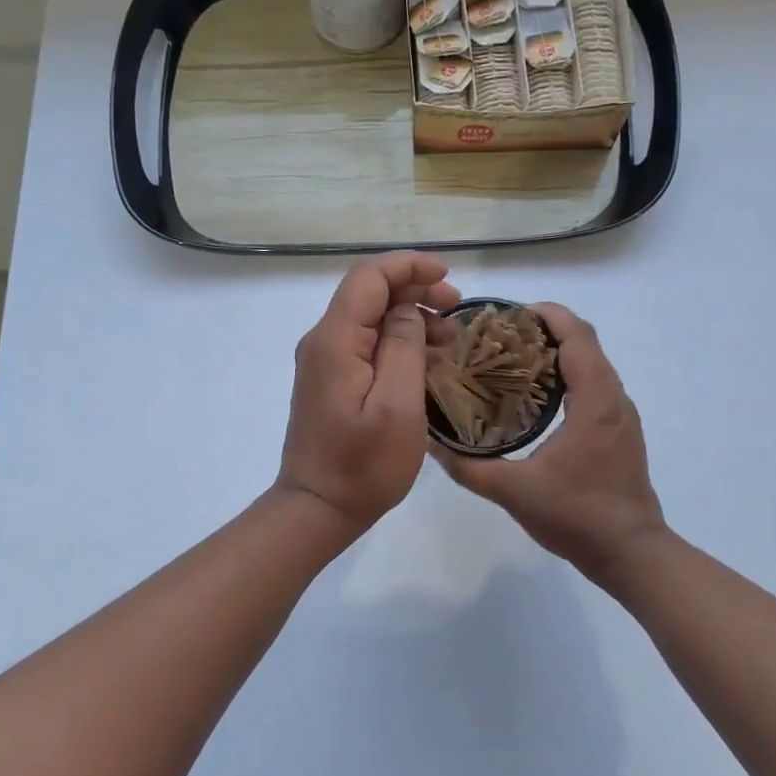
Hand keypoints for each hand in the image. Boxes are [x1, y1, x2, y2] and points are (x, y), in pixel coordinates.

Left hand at [275, 253, 461, 535]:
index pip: (368, 277)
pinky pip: (365, 345)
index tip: (448, 279)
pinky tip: (426, 361)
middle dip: (415, 291)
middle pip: (368, 294)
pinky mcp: (329, 382)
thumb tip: (407, 311)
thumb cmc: (363, 465)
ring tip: (451, 341)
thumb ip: (403, 347)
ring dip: (410, 319)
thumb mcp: (397, 405)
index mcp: (335, 340)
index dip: (408, 267)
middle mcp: (322, 342)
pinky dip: (397, 343)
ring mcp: (323, 363)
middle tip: (457, 309)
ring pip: (369, 319)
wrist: (318, 508)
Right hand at [436, 304, 667, 584]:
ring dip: (558, 353)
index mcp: (595, 401)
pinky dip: (568, 377)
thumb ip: (469, 467)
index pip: (577, 336)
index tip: (509, 314)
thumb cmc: (578, 516)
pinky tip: (536, 400)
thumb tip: (432, 444)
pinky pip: (595, 387)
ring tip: (513, 362)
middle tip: (501, 337)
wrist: (633, 554)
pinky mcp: (620, 433)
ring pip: (592, 365)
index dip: (547, 315)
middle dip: (546, 330)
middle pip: (585, 344)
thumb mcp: (514, 492)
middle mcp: (614, 399)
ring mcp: (621, 417)